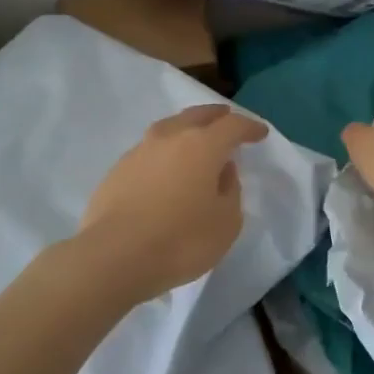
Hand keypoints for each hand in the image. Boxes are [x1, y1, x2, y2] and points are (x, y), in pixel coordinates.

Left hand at [78, 104, 270, 305]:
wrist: (113, 257)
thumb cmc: (180, 240)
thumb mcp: (226, 223)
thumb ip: (230, 191)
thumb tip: (223, 171)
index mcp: (202, 145)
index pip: (233, 126)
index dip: (249, 128)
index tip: (260, 133)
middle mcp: (170, 138)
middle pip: (197, 116)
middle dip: (216, 116)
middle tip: (227, 120)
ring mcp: (139, 151)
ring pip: (169, 128)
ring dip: (186, 131)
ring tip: (195, 142)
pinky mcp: (117, 170)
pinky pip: (149, 151)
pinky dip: (164, 153)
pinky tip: (166, 170)